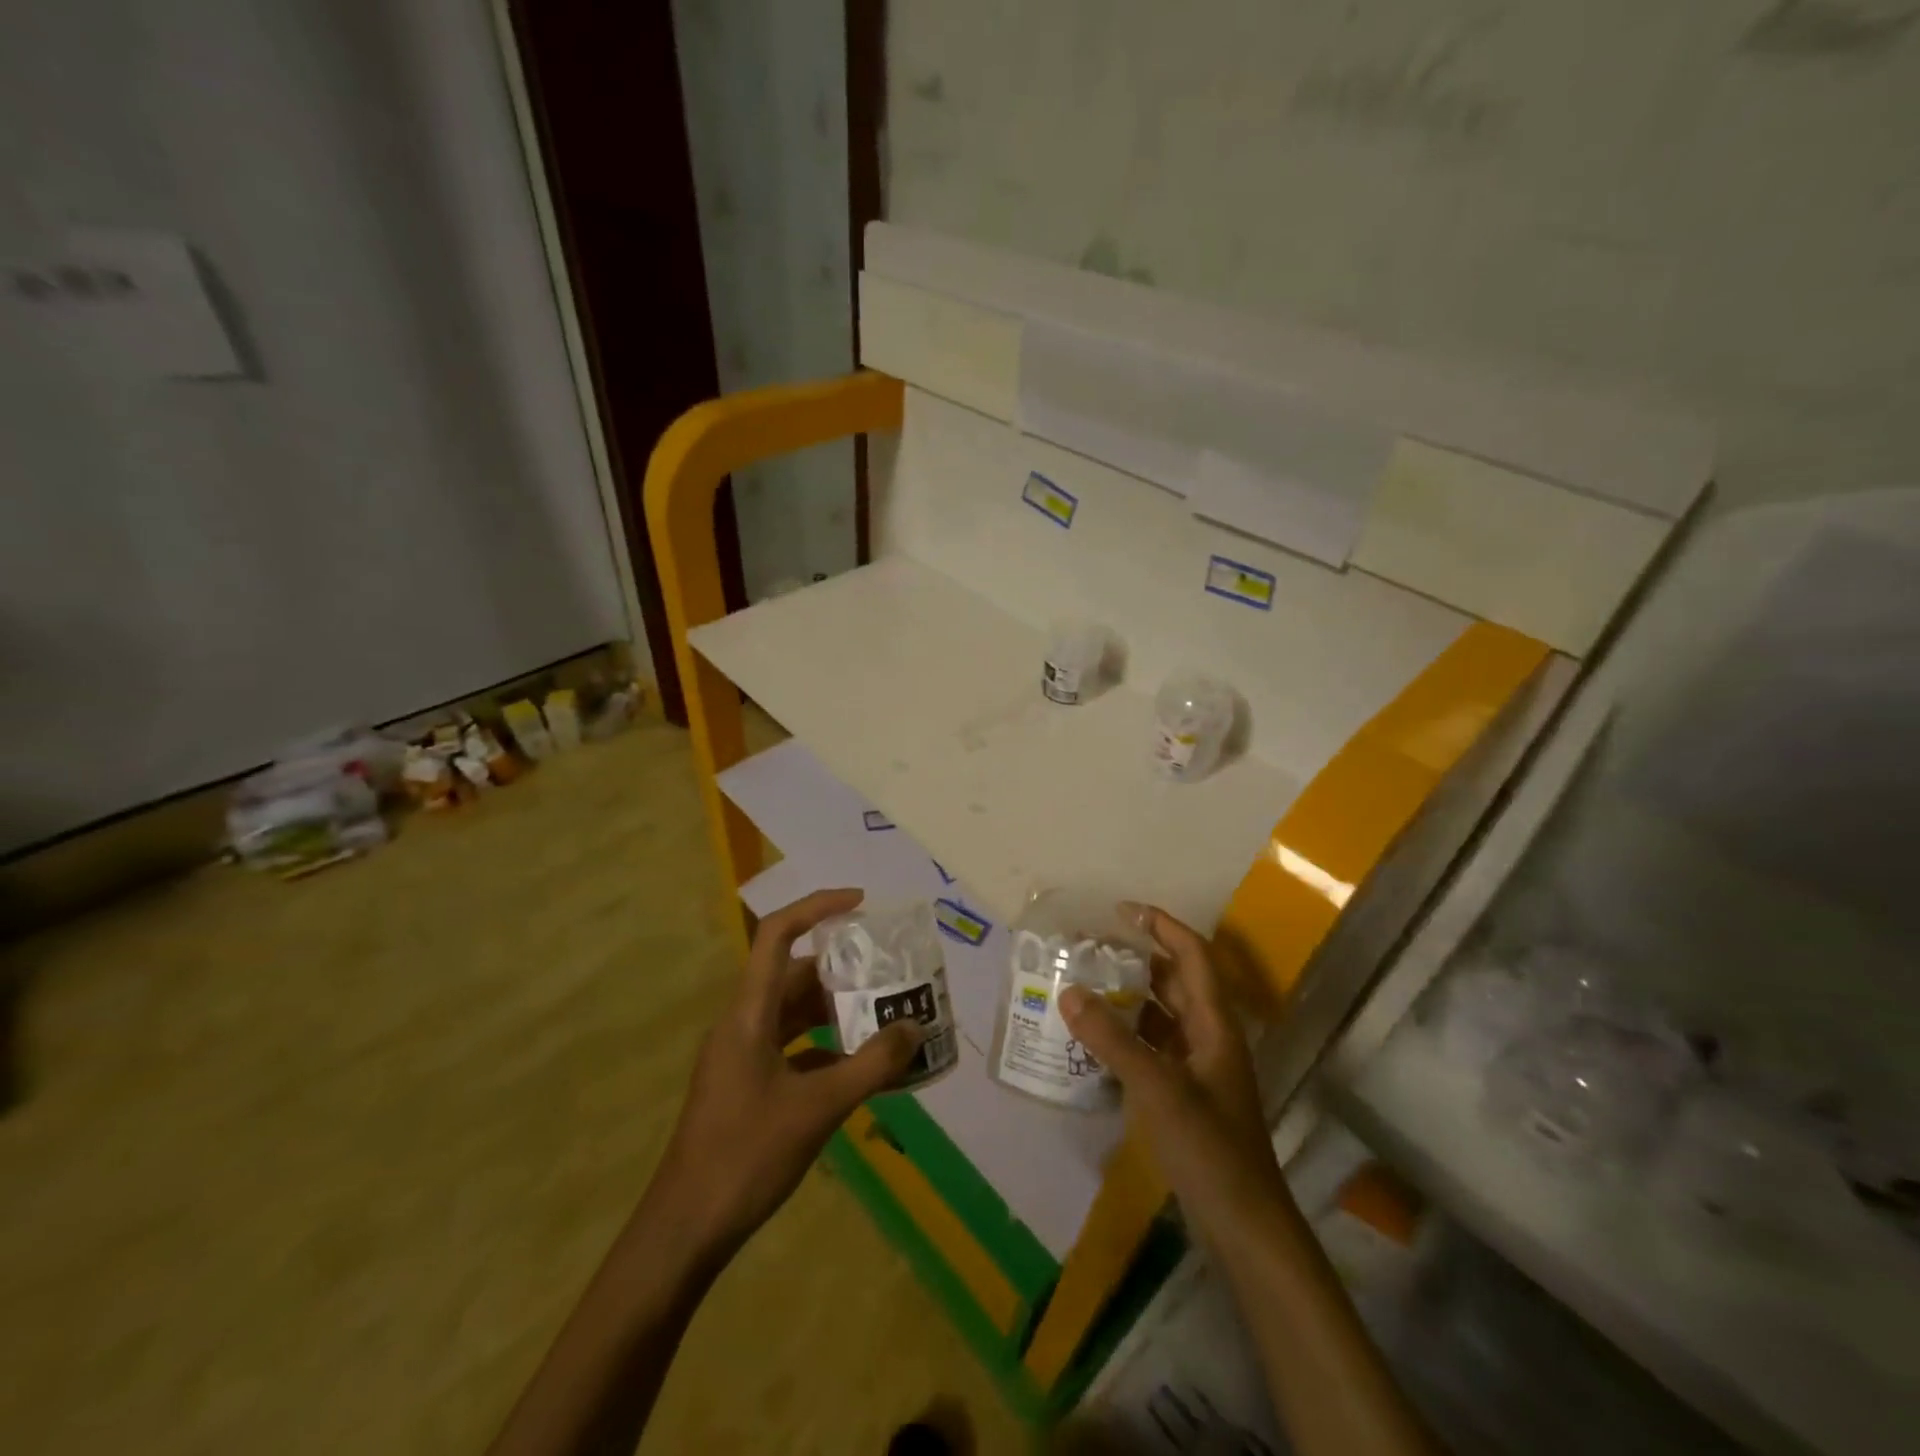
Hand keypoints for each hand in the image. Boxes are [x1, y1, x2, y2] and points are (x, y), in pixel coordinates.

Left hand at [645, 888, 924, 1266]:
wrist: (684, 1231)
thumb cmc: (745, 1157)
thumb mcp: (817, 1109)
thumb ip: (871, 1067)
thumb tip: (915, 1029)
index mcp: (748, 1014)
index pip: (777, 935)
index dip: (817, 907)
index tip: (860, 903)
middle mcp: (742, 1024)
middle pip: (792, 975)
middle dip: (841, 968)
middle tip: (887, 970)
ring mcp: (741, 1057)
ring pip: (793, 1013)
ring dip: (835, 1010)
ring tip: (883, 1013)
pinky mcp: (745, 1086)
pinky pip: (792, 1048)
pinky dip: (825, 1048)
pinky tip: (860, 1066)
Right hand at [1059, 904, 1289, 1256]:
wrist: (1244, 1225)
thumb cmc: (1208, 1148)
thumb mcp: (1156, 1088)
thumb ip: (1111, 1039)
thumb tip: (1068, 992)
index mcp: (1214, 1024)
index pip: (1192, 955)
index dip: (1161, 926)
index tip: (1122, 910)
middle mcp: (1209, 1037)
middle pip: (1175, 982)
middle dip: (1137, 959)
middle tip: (1091, 950)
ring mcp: (1199, 1068)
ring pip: (1162, 1016)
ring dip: (1129, 998)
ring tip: (1085, 987)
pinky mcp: (1187, 1095)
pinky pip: (1154, 1048)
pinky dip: (1127, 1036)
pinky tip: (1095, 1041)